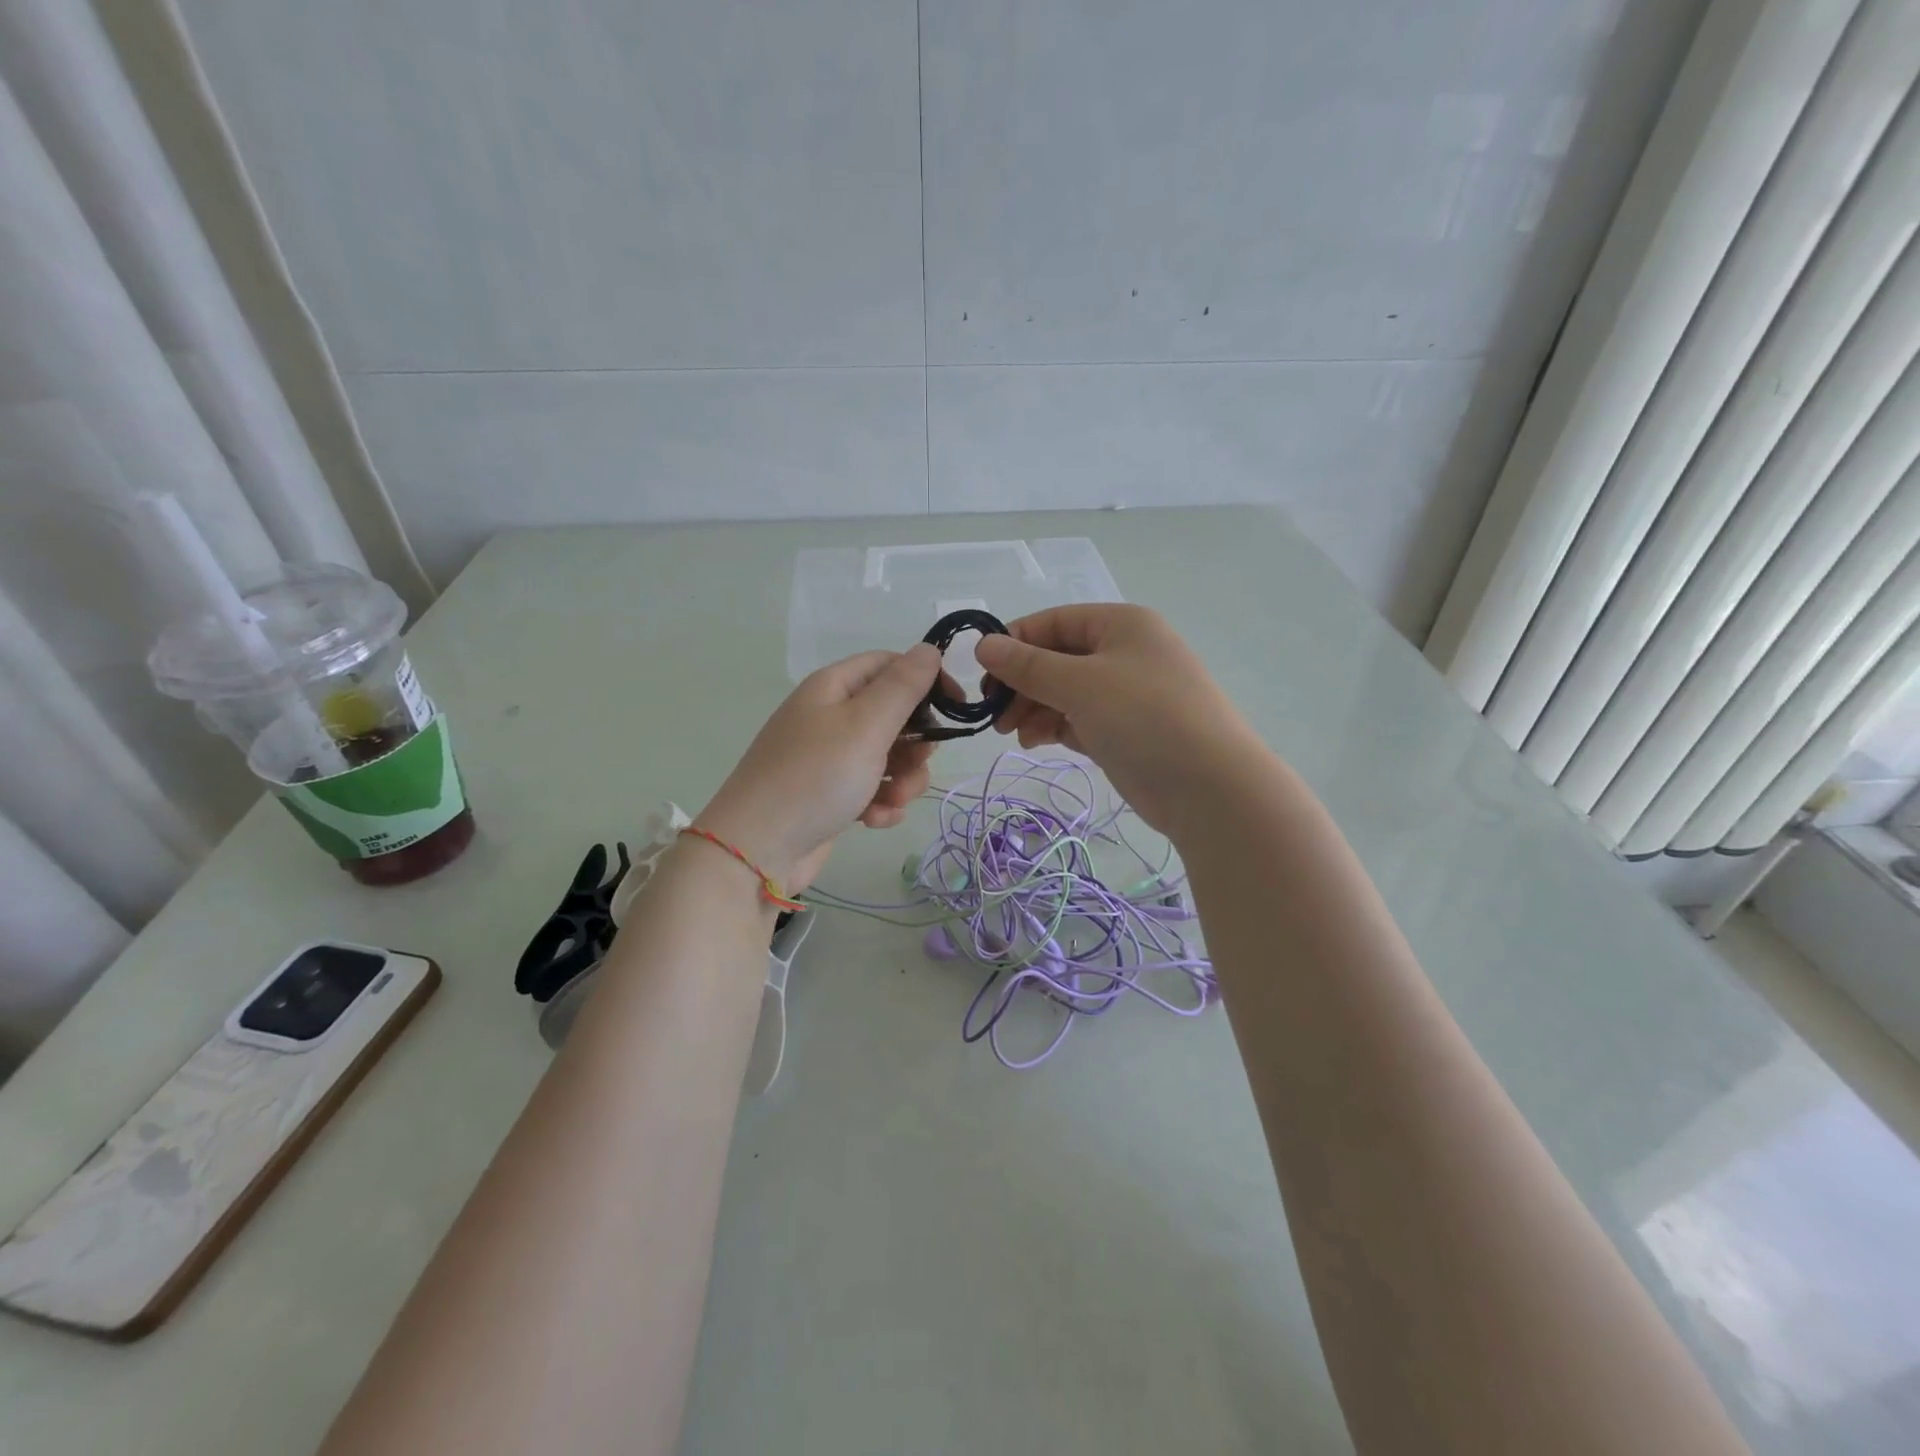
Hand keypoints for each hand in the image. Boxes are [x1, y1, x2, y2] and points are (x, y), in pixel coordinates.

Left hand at [696, 644, 941, 893]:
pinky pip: (873, 788)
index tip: (957, 707)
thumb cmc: (815, 777)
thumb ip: (903, 687)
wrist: (757, 851)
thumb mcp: (865, 725)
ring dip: (902, 779)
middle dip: (916, 743)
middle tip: (919, 762)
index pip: (890, 665)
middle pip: (895, 714)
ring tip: (892, 800)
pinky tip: (874, 821)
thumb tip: (929, 649)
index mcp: (834, 687)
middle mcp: (831, 716)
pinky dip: (881, 803)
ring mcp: (830, 757)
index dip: (926, 680)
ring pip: (889, 756)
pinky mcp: (832, 794)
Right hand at [974, 605, 1265, 837]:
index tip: (981, 672)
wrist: (1209, 787)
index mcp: (1121, 624)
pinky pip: (1079, 719)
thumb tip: (983, 644)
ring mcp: (1127, 694)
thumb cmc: (1144, 718)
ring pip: (1065, 692)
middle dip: (1022, 683)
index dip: (1015, 642)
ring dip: (1033, 708)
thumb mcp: (1080, 684)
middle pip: (1058, 658)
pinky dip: (1054, 727)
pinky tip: (1034, 742)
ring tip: (1010, 733)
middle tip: (992, 712)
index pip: (1054, 622)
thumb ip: (1028, 665)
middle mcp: (1125, 652)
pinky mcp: (1126, 731)